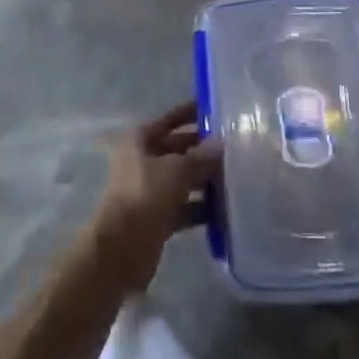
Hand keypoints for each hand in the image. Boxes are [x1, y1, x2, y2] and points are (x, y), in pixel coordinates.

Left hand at [87, 102, 221, 293]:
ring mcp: (150, 190)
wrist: (121, 248)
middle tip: (236, 148)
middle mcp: (144, 160)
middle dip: (204, 150)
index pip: (171, 120)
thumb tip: (221, 143)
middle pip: (178, 149)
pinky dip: (201, 207)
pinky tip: (226, 210)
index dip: (191, 113)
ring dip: (206, 180)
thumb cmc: (145, 195)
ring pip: (183, 178)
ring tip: (237, 178)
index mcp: (140, 140)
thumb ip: (201, 157)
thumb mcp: (176, 170)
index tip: (217, 109)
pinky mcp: (158, 216)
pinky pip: (185, 206)